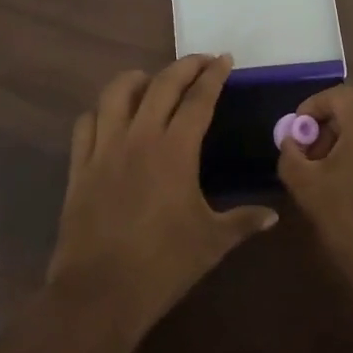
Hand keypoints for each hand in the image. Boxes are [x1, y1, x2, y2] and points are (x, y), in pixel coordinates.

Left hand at [47, 55, 277, 339]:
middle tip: (202, 62)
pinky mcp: (79, 166)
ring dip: (137, 79)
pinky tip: (111, 118)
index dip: (213, 75)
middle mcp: (139, 138)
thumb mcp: (212, 242)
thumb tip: (273, 215)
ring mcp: (104, 149)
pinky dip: (101, 112)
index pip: (198, 99)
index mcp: (175, 150)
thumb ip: (243, 221)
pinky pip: (86, 124)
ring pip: (116, 93)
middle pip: (162, 84)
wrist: (100, 293)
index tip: (224, 60)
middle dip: (185, 66)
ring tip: (152, 81)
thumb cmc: (163, 265)